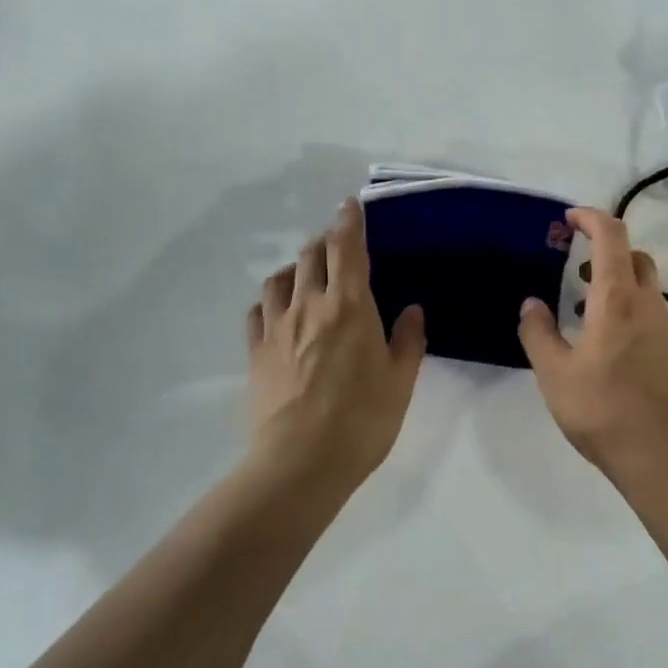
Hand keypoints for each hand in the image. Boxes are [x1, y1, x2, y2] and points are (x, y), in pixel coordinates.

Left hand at [246, 200, 426, 490]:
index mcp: (350, 305)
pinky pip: (258, 310)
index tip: (350, 205)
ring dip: (295, 266)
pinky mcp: (255, 351)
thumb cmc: (362, 421)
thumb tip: (412, 310)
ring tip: (306, 273)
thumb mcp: (400, 382)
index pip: (347, 247)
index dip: (349, 221)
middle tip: (337, 245)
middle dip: (325, 241)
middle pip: (311, 254)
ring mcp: (277, 327)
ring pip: (280, 277)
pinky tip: (279, 309)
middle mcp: (309, 305)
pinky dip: (271, 299)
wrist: (301, 462)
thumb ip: (408, 340)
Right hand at [517, 208, 667, 484]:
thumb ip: (538, 334)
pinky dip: (630, 315)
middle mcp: (650, 306)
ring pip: (646, 290)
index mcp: (618, 300)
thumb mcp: (555, 375)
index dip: (591, 218)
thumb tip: (531, 304)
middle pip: (636, 258)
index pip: (612, 237)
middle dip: (607, 252)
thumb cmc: (605, 410)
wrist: (667, 456)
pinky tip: (609, 351)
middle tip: (577, 269)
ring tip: (584, 314)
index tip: (569, 218)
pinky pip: (652, 318)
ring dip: (617, 287)